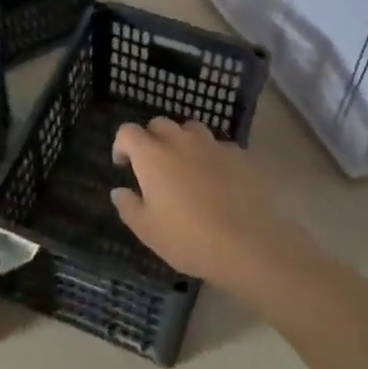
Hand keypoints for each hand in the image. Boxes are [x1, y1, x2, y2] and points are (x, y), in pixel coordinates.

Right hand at [110, 118, 300, 291]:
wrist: (248, 244)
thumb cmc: (188, 238)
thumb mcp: (147, 230)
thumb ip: (128, 206)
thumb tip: (119, 191)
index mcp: (153, 156)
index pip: (128, 132)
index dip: (122, 144)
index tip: (124, 164)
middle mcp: (181, 141)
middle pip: (160, 124)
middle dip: (151, 138)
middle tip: (153, 165)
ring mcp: (213, 145)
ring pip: (191, 129)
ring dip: (183, 141)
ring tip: (186, 166)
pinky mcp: (240, 156)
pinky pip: (219, 147)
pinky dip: (211, 156)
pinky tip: (217, 180)